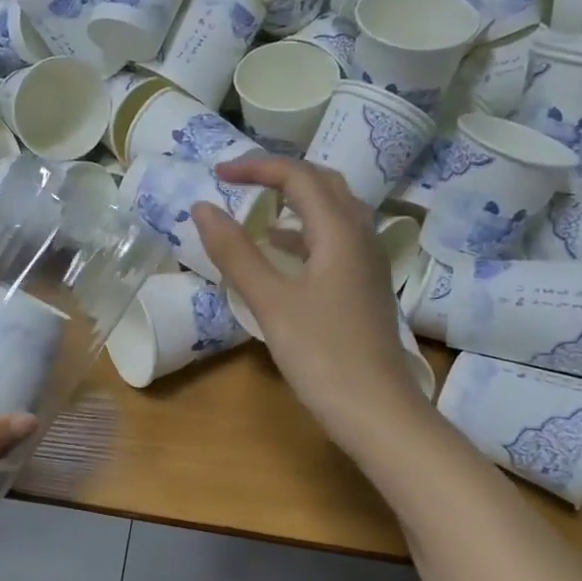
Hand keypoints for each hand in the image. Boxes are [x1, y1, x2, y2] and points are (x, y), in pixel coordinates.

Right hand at [192, 156, 423, 454]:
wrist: (378, 412)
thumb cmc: (322, 355)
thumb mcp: (271, 302)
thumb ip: (236, 252)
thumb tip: (203, 208)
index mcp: (340, 231)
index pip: (298, 176)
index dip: (256, 168)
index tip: (217, 176)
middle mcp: (361, 236)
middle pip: (323, 183)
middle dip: (280, 174)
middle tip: (240, 181)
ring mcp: (368, 262)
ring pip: (334, 210)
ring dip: (296, 200)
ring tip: (258, 208)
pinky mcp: (365, 286)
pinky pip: (336, 239)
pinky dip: (305, 231)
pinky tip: (281, 252)